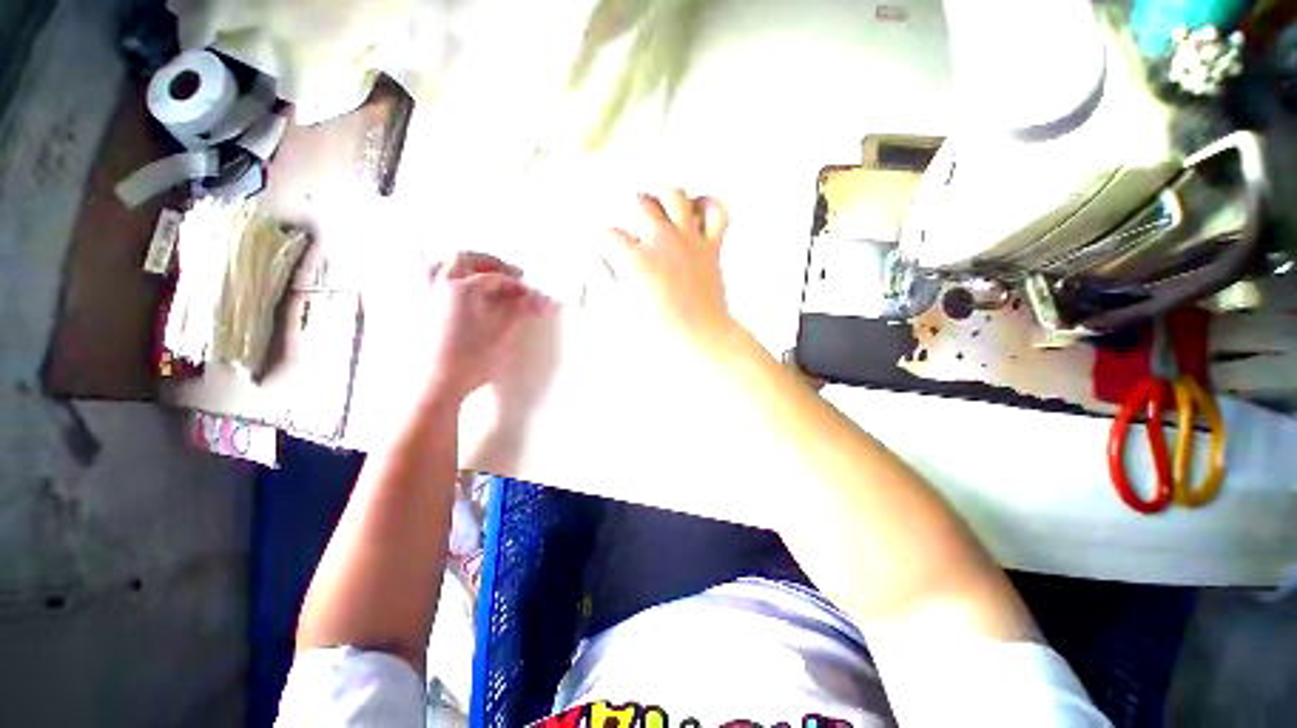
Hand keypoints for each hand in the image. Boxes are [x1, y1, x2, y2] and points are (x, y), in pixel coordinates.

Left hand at [418, 252, 548, 406]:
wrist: (435, 386)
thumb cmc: (471, 360)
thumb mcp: (501, 334)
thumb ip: (518, 312)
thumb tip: (540, 300)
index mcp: (462, 289)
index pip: (495, 278)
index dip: (516, 285)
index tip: (531, 294)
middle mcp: (438, 285)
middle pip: (463, 259)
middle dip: (489, 262)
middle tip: (510, 273)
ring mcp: (421, 297)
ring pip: (437, 266)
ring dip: (460, 265)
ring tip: (477, 274)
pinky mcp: (413, 311)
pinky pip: (422, 283)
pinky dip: (439, 279)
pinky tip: (451, 292)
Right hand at [602, 189, 734, 353]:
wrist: (701, 340)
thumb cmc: (662, 334)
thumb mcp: (623, 313)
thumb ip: (609, 283)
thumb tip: (606, 265)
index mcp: (637, 262)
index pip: (609, 236)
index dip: (606, 244)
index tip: (609, 252)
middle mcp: (662, 243)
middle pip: (640, 202)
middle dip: (631, 214)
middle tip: (635, 231)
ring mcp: (689, 241)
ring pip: (675, 195)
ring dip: (664, 200)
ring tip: (660, 213)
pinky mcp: (711, 247)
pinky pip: (717, 212)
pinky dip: (707, 206)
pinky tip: (695, 214)